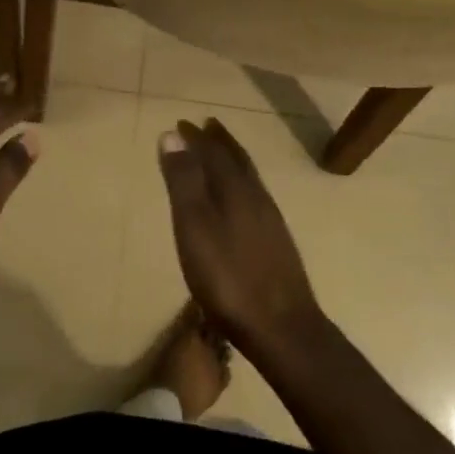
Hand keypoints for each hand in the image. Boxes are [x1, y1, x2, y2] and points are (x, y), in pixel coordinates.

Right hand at [158, 118, 321, 353]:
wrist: (282, 329)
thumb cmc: (228, 276)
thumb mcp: (194, 226)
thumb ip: (184, 181)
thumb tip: (172, 135)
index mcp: (235, 188)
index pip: (214, 152)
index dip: (197, 137)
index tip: (181, 123)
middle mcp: (256, 196)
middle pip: (237, 160)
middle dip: (219, 142)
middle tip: (206, 126)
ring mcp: (270, 221)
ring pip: (249, 178)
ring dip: (233, 160)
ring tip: (221, 154)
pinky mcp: (277, 243)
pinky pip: (255, 197)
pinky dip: (242, 184)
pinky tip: (241, 200)